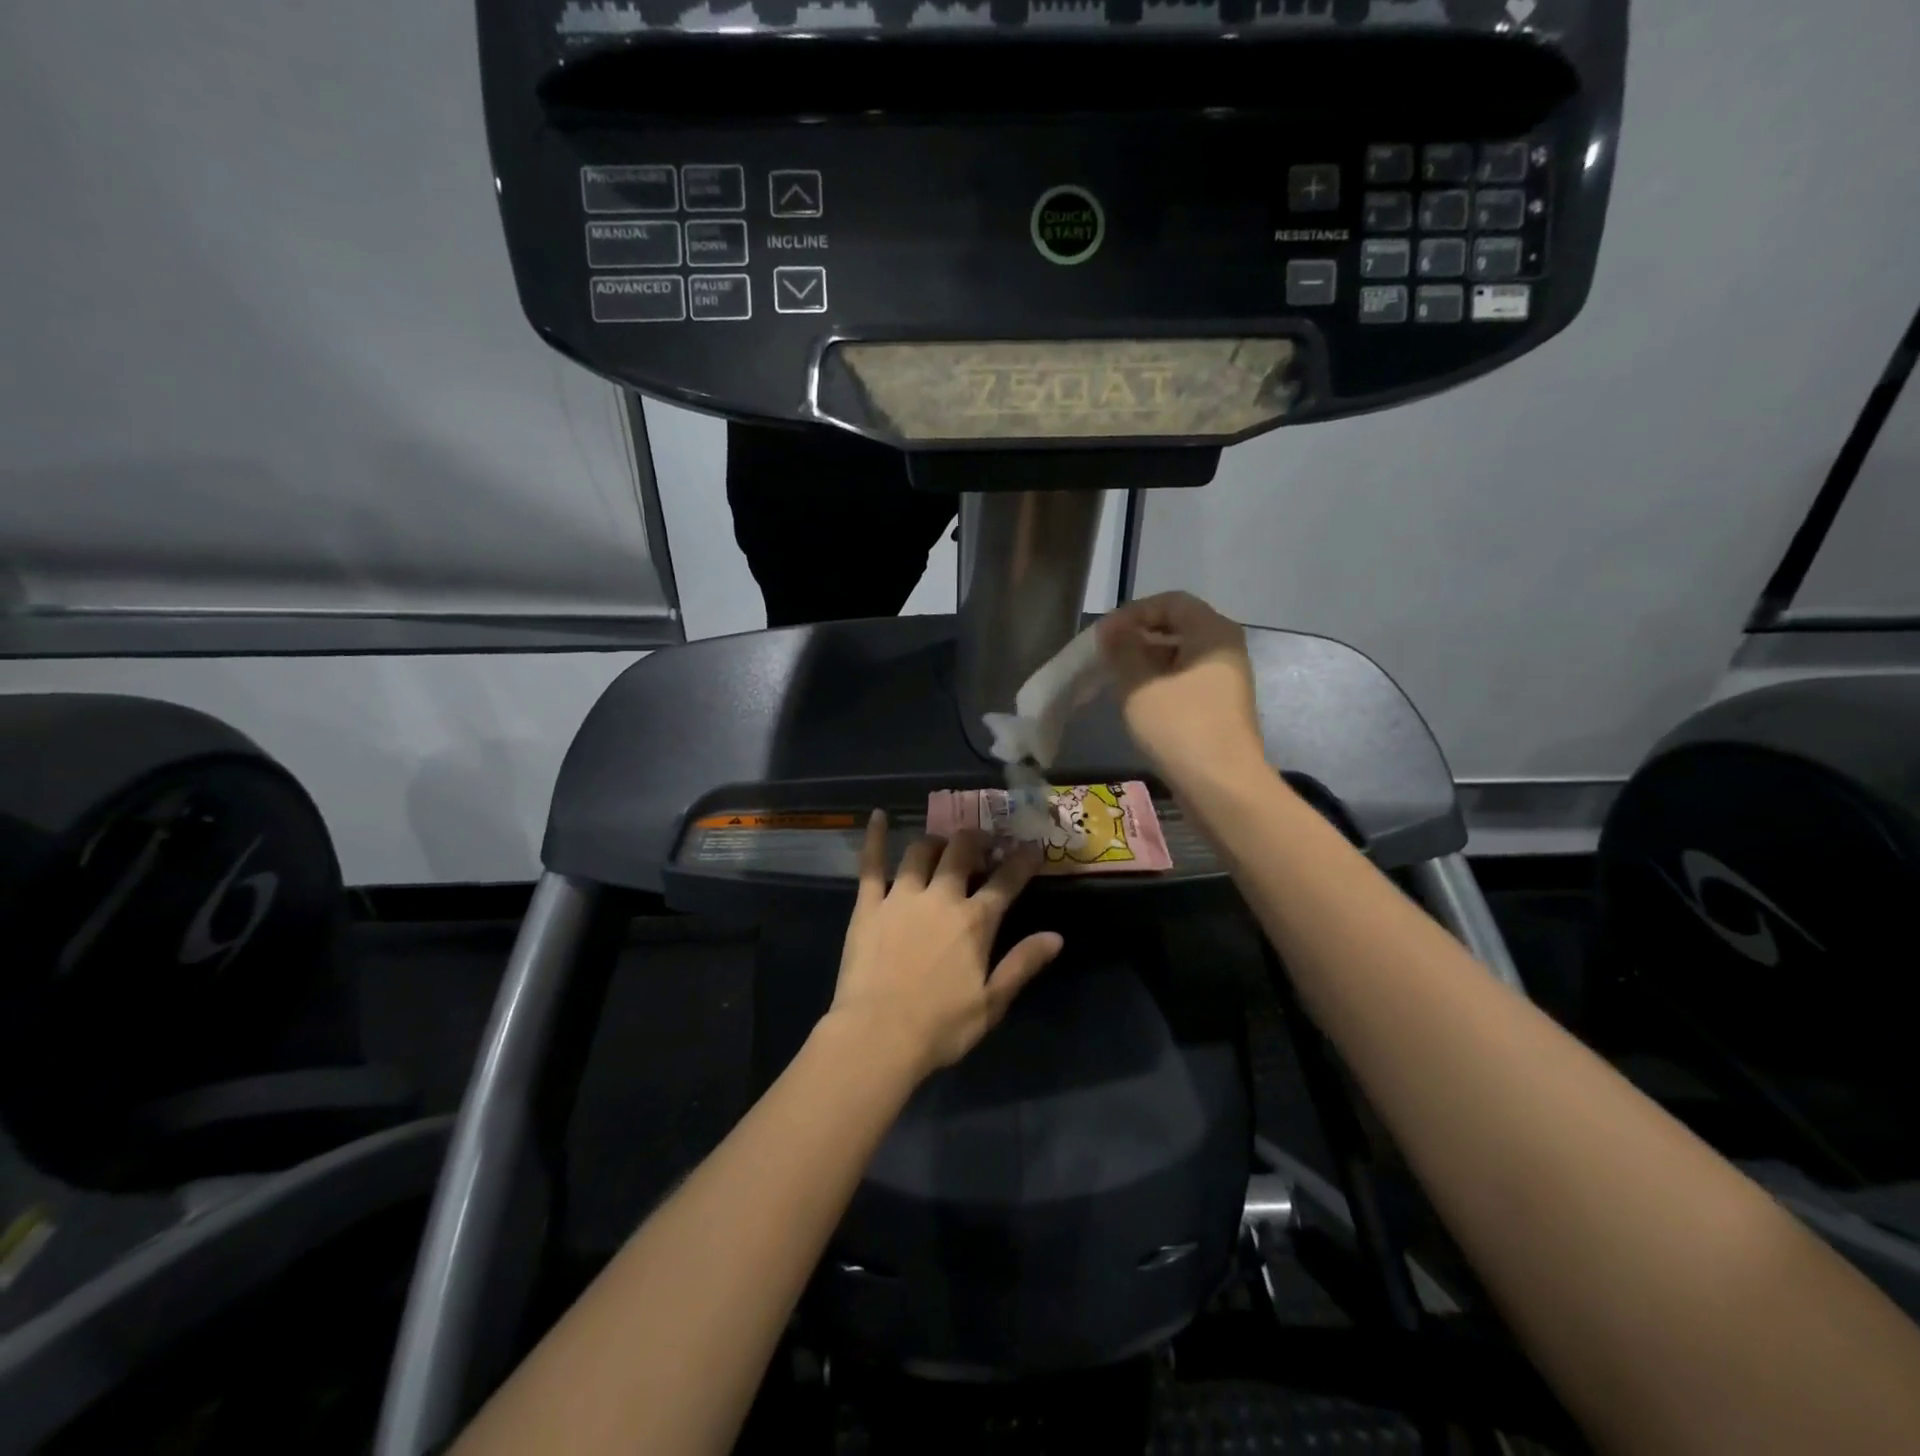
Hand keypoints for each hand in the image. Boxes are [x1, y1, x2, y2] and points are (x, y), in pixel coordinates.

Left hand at [829, 814, 1063, 1079]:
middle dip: (976, 840)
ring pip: (920, 852)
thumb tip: (1057, 936)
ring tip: (941, 844)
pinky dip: (874, 838)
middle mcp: (940, 897)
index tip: (1031, 846)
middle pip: (961, 852)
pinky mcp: (868, 905)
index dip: (1022, 860)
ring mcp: (901, 897)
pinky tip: (877, 816)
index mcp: (975, 921)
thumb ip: (1023, 964)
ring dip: (935, 842)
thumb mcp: (992, 1003)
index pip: (1005, 881)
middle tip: (982, 841)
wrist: (878, 1036)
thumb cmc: (941, 1026)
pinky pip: (871, 864)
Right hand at [1097, 591, 1265, 787]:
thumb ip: (1121, 649)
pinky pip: (1185, 681)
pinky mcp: (1220, 707)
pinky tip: (1136, 702)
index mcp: (1213, 632)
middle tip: (1105, 656)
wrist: (1222, 787)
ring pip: (1180, 656)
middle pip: (1177, 627)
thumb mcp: (1138, 684)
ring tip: (1115, 679)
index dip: (1134, 612)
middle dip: (1138, 637)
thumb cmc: (1179, 727)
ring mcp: (1226, 680)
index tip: (1104, 634)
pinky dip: (1159, 683)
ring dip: (1145, 662)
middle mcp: (1225, 649)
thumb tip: (1110, 628)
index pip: (1171, 601)